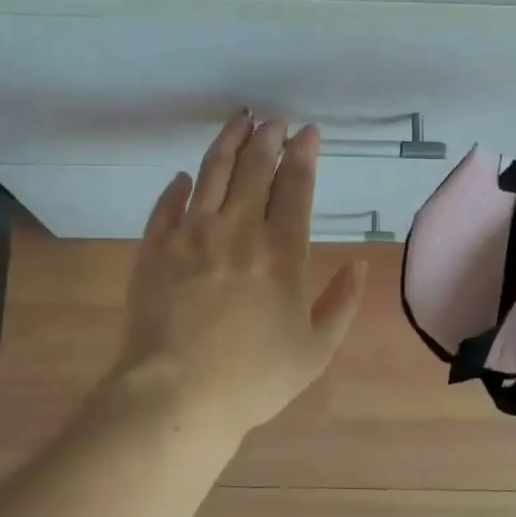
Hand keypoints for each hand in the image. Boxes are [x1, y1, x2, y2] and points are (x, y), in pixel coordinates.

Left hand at [106, 114, 367, 450]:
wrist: (175, 395)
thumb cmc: (252, 379)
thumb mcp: (314, 351)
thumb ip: (341, 304)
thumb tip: (360, 264)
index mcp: (280, 253)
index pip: (295, 187)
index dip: (303, 155)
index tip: (308, 133)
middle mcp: (237, 231)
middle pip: (253, 169)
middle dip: (267, 138)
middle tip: (274, 121)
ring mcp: (191, 235)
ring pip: (211, 172)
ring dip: (227, 142)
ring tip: (238, 121)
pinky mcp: (155, 247)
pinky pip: (167, 204)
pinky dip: (178, 186)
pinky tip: (184, 177)